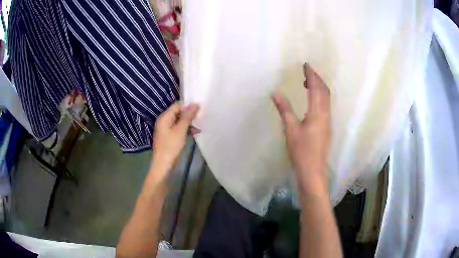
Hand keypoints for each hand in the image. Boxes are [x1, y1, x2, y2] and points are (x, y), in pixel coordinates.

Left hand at [151, 102, 199, 173]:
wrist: (163, 164)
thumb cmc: (170, 146)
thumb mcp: (180, 130)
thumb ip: (187, 116)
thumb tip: (195, 103)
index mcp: (164, 117)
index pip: (177, 105)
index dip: (188, 106)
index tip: (199, 109)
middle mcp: (164, 121)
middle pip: (178, 113)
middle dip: (189, 115)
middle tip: (201, 117)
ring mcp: (166, 129)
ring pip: (179, 121)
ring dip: (189, 123)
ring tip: (199, 127)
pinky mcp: (169, 136)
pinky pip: (178, 129)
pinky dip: (186, 129)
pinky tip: (195, 132)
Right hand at [272, 63, 330, 194]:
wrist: (313, 171)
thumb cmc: (302, 152)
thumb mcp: (291, 130)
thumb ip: (285, 110)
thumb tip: (276, 93)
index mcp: (318, 113)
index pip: (316, 88)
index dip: (312, 75)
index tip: (306, 65)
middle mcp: (326, 114)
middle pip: (325, 91)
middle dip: (317, 79)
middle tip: (307, 72)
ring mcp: (328, 121)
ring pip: (327, 99)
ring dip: (319, 87)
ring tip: (308, 83)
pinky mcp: (327, 127)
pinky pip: (326, 106)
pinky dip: (320, 97)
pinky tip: (312, 100)